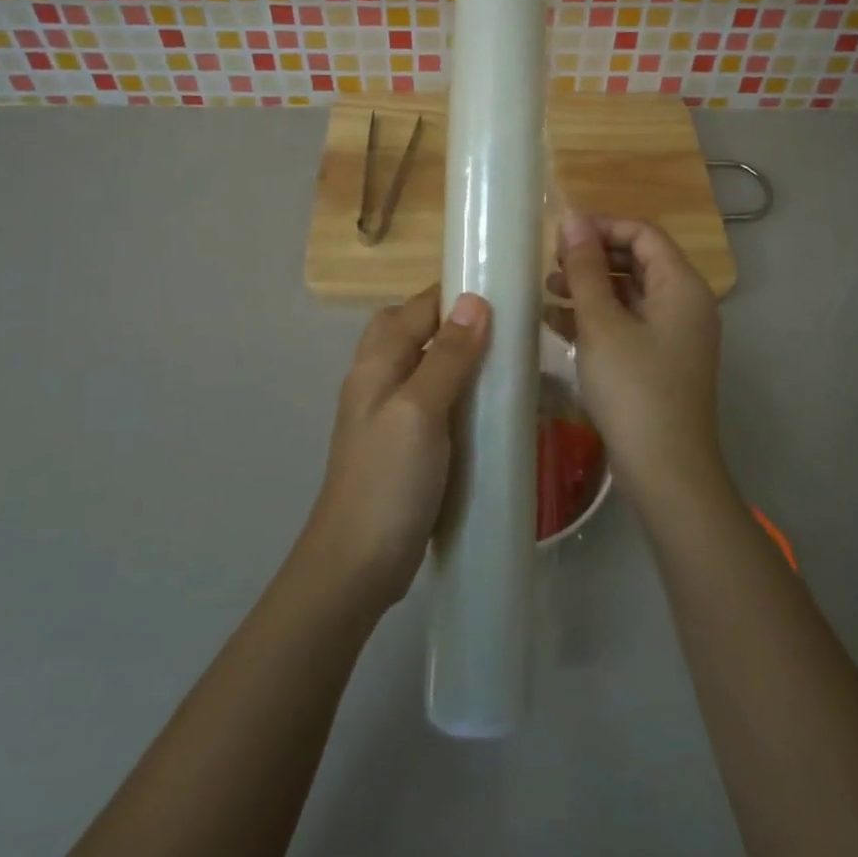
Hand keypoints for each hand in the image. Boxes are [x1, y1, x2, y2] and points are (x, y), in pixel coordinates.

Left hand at [302, 285, 490, 609]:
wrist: (356, 565)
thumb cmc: (388, 480)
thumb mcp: (421, 410)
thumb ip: (447, 356)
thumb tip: (474, 301)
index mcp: (376, 364)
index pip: (415, 308)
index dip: (452, 294)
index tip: (501, 291)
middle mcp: (376, 381)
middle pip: (409, 330)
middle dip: (449, 320)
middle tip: (498, 328)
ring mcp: (385, 416)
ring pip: (419, 366)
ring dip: (453, 356)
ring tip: (499, 363)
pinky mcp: (400, 446)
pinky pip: (428, 402)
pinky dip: (453, 393)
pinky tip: (482, 409)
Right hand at [549, 215, 724, 510]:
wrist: (666, 471)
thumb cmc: (634, 388)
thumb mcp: (602, 323)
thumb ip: (586, 268)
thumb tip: (573, 219)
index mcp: (681, 286)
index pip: (643, 233)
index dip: (602, 227)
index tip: (560, 239)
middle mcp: (685, 303)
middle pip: (637, 261)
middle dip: (592, 258)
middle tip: (551, 267)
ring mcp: (674, 334)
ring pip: (629, 293)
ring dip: (590, 288)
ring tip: (547, 293)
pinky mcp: (660, 360)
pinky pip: (628, 323)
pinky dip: (596, 318)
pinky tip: (557, 324)